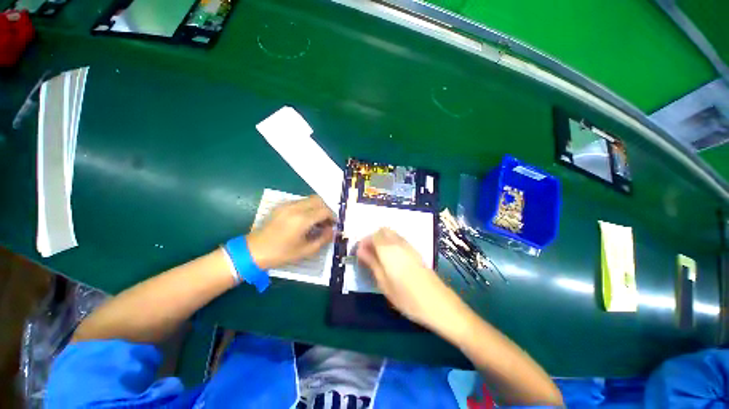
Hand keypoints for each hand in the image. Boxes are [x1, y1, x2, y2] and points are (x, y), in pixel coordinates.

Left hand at [247, 195, 334, 269]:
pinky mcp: (281, 206)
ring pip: (310, 199)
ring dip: (317, 208)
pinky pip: (300, 202)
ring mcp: (287, 205)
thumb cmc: (281, 253)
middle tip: (327, 222)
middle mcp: (295, 208)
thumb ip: (323, 239)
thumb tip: (333, 231)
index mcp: (302, 219)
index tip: (334, 225)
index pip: (324, 211)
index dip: (333, 217)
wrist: (253, 251)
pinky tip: (305, 220)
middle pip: (318, 200)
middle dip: (326, 209)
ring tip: (316, 222)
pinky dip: (308, 207)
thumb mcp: (306, 251)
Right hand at [356, 228, 465, 330]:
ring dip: (382, 240)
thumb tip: (360, 250)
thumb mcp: (384, 283)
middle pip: (383, 231)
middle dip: (373, 239)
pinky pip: (399, 240)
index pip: (373, 235)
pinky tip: (391, 260)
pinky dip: (391, 244)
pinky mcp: (416, 251)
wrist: (437, 303)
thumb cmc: (407, 297)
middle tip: (368, 254)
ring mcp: (409, 246)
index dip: (364, 242)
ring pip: (391, 234)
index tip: (360, 253)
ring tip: (378, 258)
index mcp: (388, 250)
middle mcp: (399, 243)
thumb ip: (372, 263)